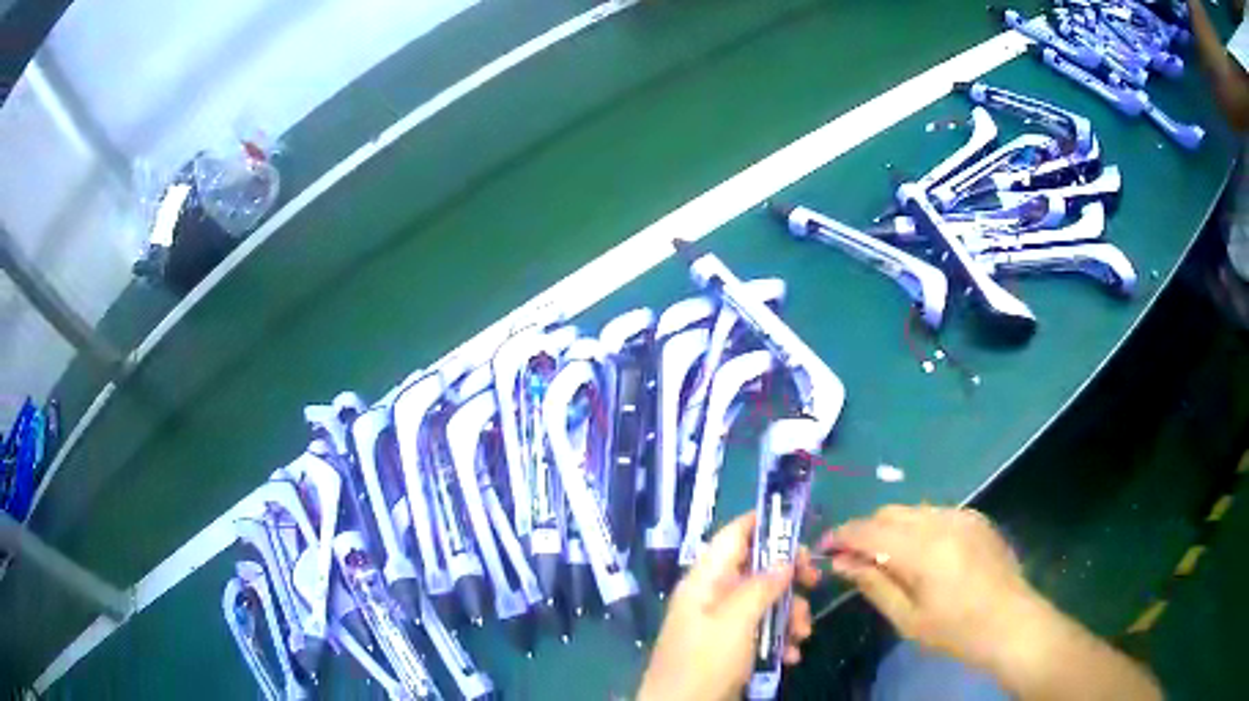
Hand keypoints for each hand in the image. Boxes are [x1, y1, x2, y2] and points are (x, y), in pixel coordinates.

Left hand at [637, 512, 820, 700]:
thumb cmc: (705, 660)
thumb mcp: (735, 620)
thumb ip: (761, 586)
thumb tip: (784, 561)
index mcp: (705, 580)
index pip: (733, 536)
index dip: (763, 523)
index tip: (799, 524)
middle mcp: (713, 596)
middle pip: (757, 569)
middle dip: (789, 576)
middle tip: (815, 581)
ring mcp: (722, 624)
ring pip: (766, 603)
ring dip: (790, 615)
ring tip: (803, 635)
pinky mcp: (731, 648)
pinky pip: (763, 632)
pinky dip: (780, 640)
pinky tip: (790, 657)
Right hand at [819, 505, 1037, 672]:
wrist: (1011, 622)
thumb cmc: (956, 631)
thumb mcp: (908, 618)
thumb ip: (874, 585)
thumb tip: (842, 563)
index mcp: (923, 549)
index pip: (869, 531)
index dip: (842, 536)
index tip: (823, 548)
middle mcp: (941, 521)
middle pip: (889, 513)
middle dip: (865, 531)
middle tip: (852, 560)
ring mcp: (963, 515)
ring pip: (912, 510)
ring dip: (891, 528)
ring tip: (885, 558)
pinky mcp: (976, 518)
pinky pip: (936, 513)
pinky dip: (917, 527)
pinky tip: (920, 554)